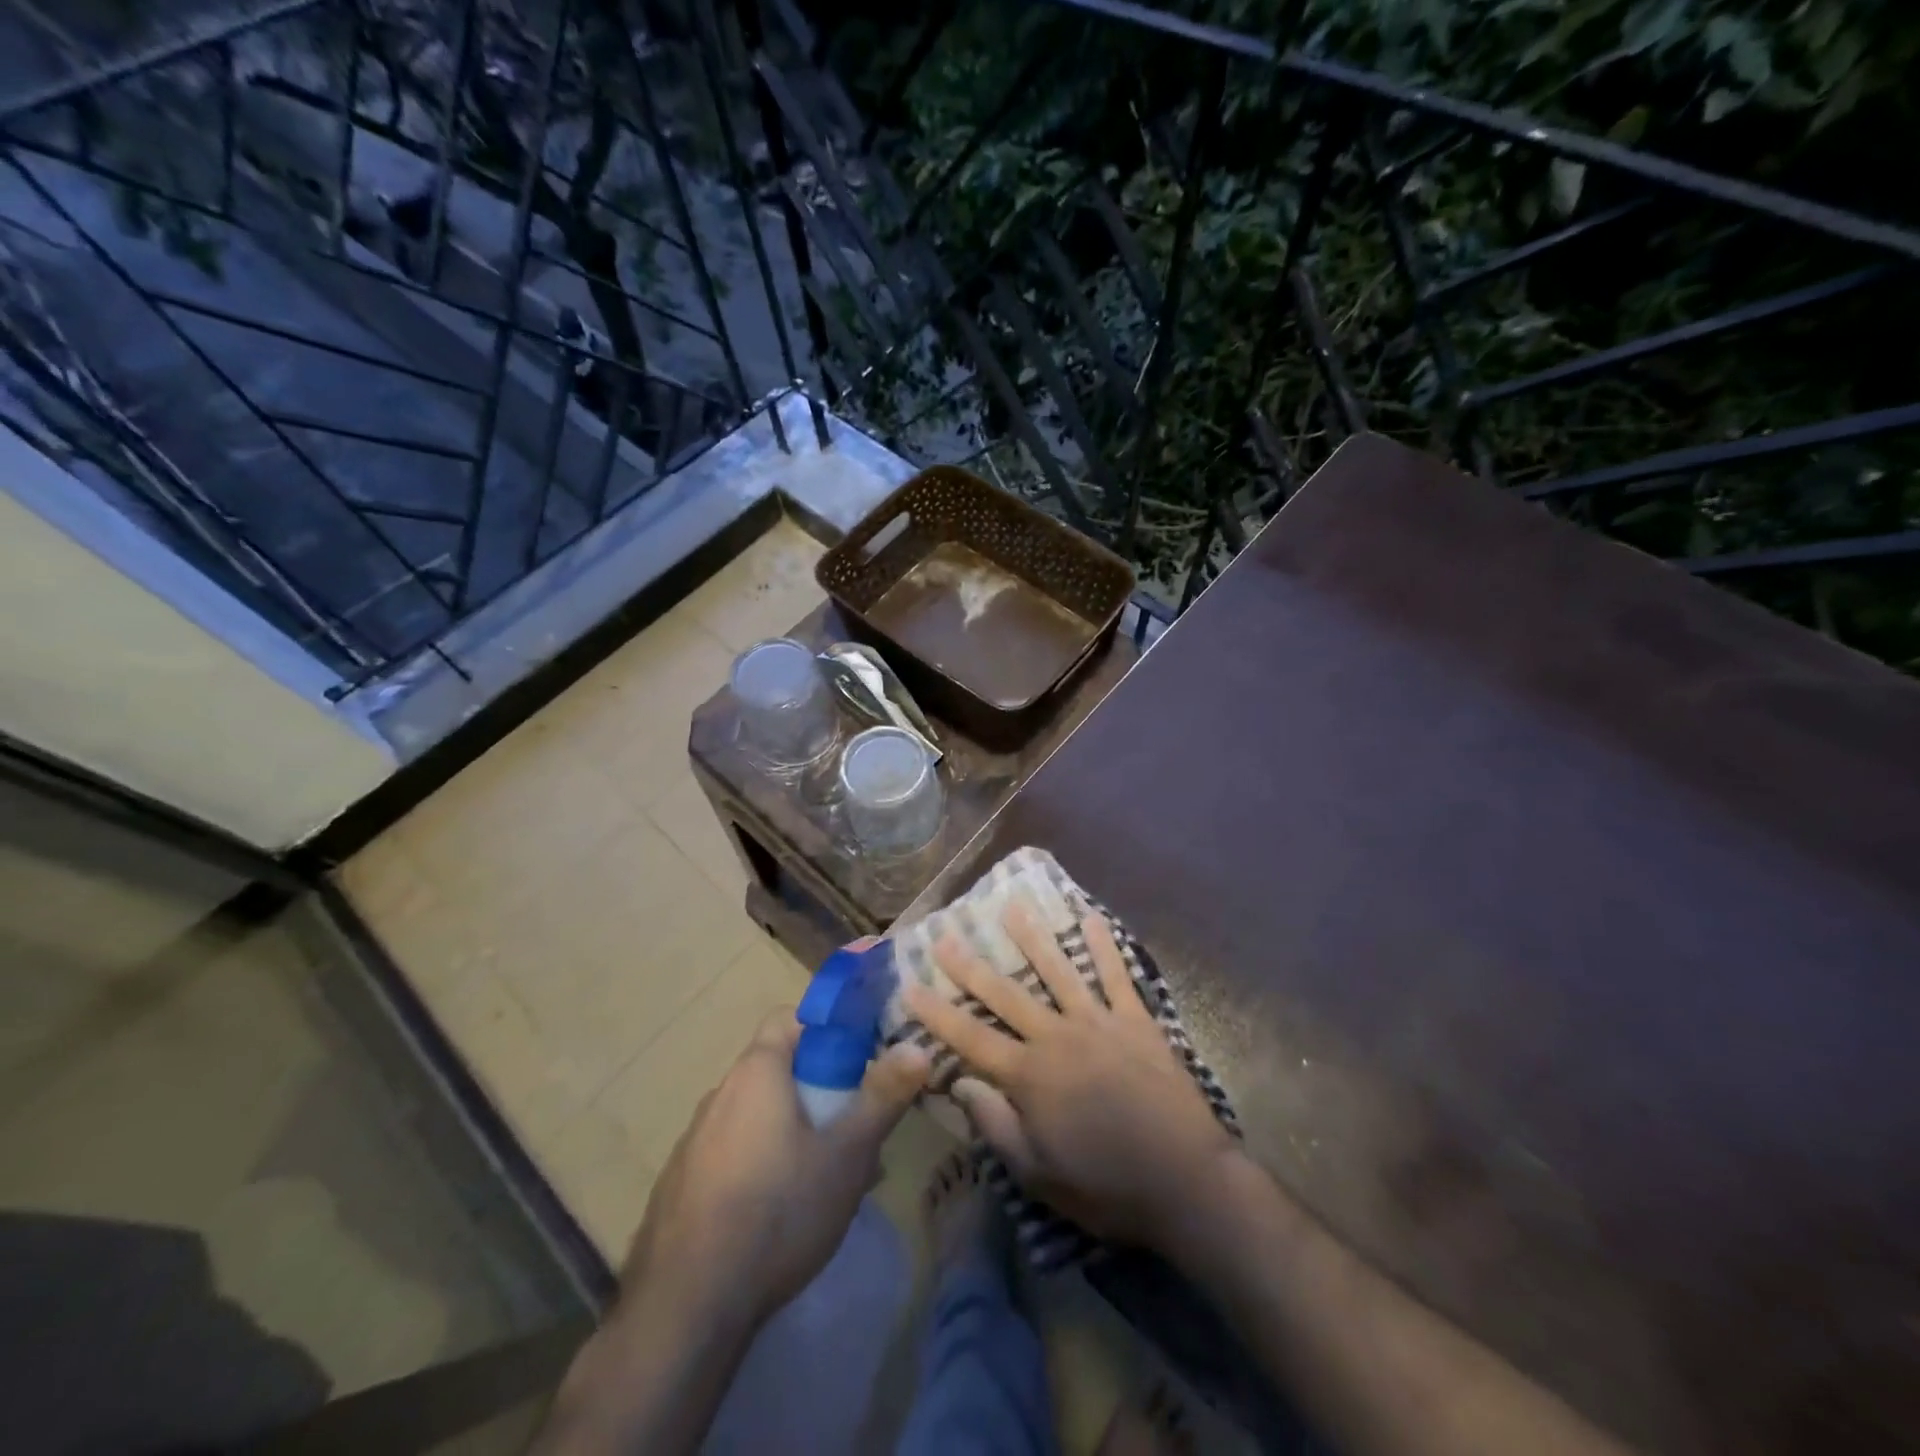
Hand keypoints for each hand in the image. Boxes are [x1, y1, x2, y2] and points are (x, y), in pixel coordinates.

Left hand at [621, 993, 929, 1331]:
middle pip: (777, 1070)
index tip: (858, 1063)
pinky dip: (760, 1165)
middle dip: (819, 1090)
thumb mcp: (847, 1154)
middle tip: (852, 1130)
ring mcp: (693, 1142)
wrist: (686, 1308)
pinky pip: (732, 1155)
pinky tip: (779, 1215)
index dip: (828, 1031)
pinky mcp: (680, 1186)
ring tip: (825, 1179)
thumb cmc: (779, 1212)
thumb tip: (917, 1046)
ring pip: (756, 1116)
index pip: (790, 1019)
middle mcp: (719, 1095)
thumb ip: (883, 1095)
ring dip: (792, 1131)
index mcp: (756, 1072)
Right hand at [902, 903, 1240, 1250]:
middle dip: (971, 965)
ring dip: (1033, 937)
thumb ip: (996, 1125)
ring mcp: (1099, 1023)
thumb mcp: (1039, 1173)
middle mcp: (1057, 1037)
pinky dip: (1105, 946)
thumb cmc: (1107, 1186)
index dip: (936, 1013)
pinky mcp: (1136, 1021)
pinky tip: (1093, 918)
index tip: (909, 985)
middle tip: (945, 934)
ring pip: (1058, 971)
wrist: (1187, 1181)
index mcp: (1030, 1076)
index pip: (970, 1038)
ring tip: (1012, 905)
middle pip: (1006, 994)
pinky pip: (1117, 976)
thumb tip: (960, 1083)